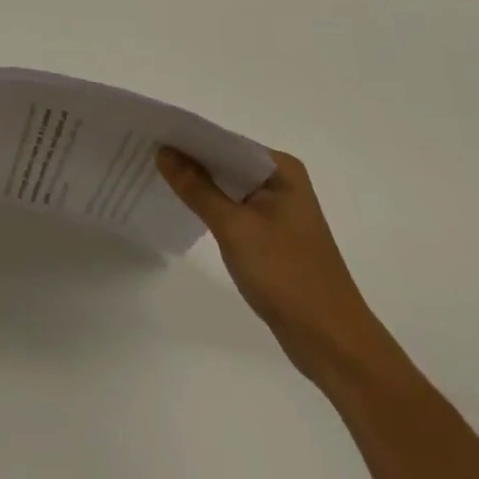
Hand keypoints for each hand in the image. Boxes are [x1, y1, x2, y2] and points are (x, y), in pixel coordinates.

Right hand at [159, 146, 390, 380]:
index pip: (224, 140)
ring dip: (198, 183)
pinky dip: (211, 206)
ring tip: (156, 174)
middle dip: (189, 159)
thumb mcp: (235, 228)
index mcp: (280, 169)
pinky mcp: (272, 235)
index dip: (188, 136)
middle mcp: (281, 181)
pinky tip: (184, 206)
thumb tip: (163, 151)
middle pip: (225, 160)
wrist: (333, 345)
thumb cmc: (287, 277)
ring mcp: (278, 209)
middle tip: (145, 151)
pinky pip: (234, 208)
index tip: (151, 133)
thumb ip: (197, 187)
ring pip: (228, 185)